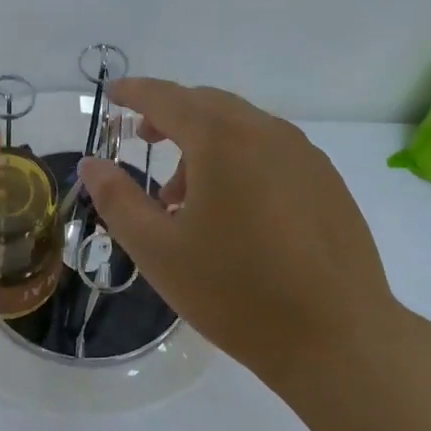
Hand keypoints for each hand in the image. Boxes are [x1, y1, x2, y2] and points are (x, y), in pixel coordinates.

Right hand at [77, 78, 399, 385]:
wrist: (338, 339)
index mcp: (221, 139)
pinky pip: (271, 150)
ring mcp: (304, 155)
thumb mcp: (158, 250)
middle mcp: (266, 132)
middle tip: (144, 141)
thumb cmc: (236, 292)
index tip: (113, 93)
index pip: (167, 98)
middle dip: (170, 116)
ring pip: (241, 127)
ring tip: (184, 197)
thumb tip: (92, 163)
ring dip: (205, 144)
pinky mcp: (328, 182)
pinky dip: (239, 159)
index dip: (135, 92)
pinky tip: (234, 210)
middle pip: (207, 104)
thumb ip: (117, 198)